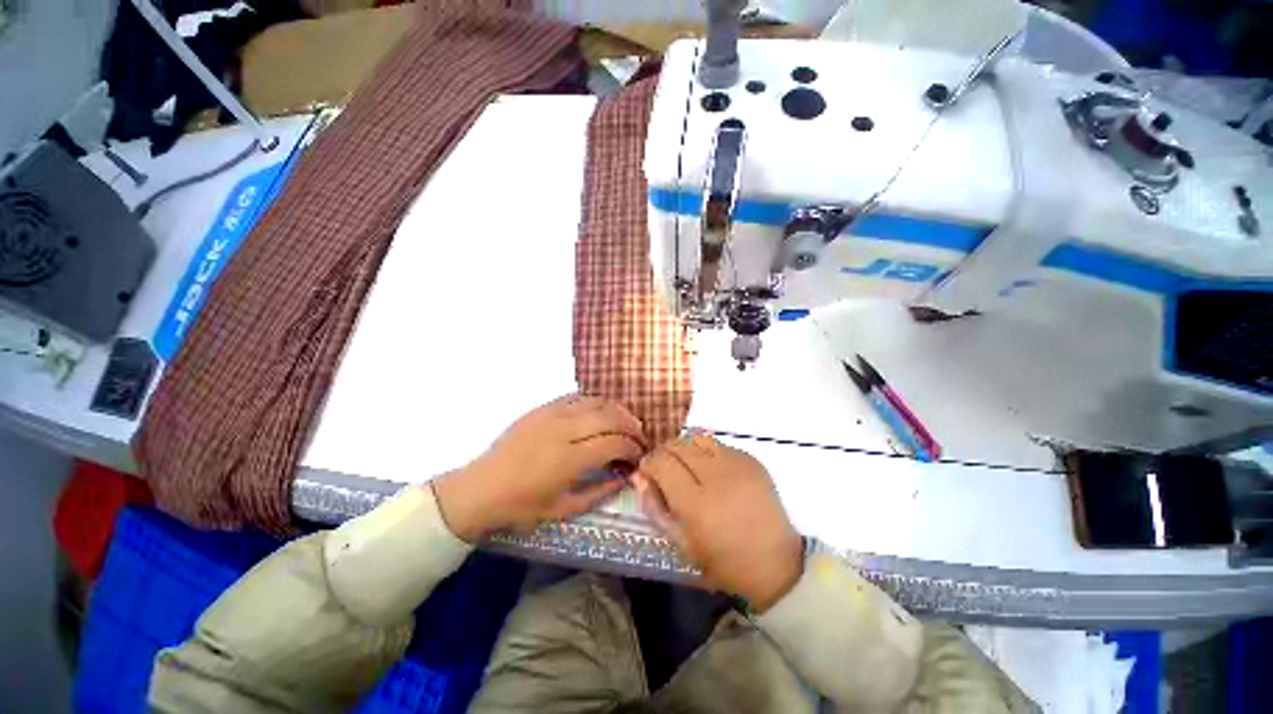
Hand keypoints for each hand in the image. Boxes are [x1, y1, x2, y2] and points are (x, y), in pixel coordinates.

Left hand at [433, 394, 646, 541]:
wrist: (481, 488)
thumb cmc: (522, 505)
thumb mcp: (564, 509)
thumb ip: (599, 492)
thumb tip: (625, 477)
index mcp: (569, 458)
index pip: (614, 443)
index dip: (633, 448)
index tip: (640, 455)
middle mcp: (563, 429)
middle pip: (610, 417)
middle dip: (631, 426)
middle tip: (640, 436)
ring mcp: (552, 414)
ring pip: (595, 402)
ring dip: (617, 409)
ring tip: (627, 421)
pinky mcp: (542, 407)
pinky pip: (576, 396)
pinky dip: (594, 401)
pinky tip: (601, 411)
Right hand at [635, 432, 802, 611]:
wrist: (776, 563)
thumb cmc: (724, 562)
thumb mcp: (681, 544)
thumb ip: (655, 507)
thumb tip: (639, 476)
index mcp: (697, 504)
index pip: (662, 462)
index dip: (649, 463)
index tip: (648, 473)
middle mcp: (717, 476)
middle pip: (678, 444)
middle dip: (664, 453)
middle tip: (665, 470)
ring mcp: (738, 465)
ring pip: (697, 437)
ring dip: (684, 448)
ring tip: (686, 466)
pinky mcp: (752, 460)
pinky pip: (718, 444)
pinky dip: (706, 451)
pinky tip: (711, 471)